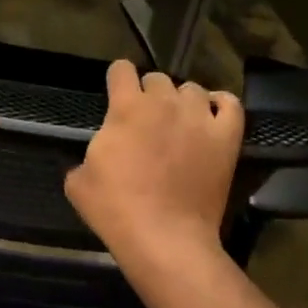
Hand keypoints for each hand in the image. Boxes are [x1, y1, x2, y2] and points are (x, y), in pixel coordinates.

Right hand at [65, 61, 243, 265]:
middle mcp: (164, 102)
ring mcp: (199, 118)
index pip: (121, 70)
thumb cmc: (116, 209)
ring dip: (181, 101)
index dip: (116, 78)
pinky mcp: (226, 137)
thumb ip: (87, 155)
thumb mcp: (78, 182)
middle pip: (157, 78)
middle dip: (148, 93)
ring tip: (178, 122)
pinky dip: (220, 105)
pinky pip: (230, 105)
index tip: (116, 92)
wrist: (164, 237)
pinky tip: (211, 116)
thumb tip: (101, 153)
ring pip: (192, 89)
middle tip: (145, 120)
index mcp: (126, 107)